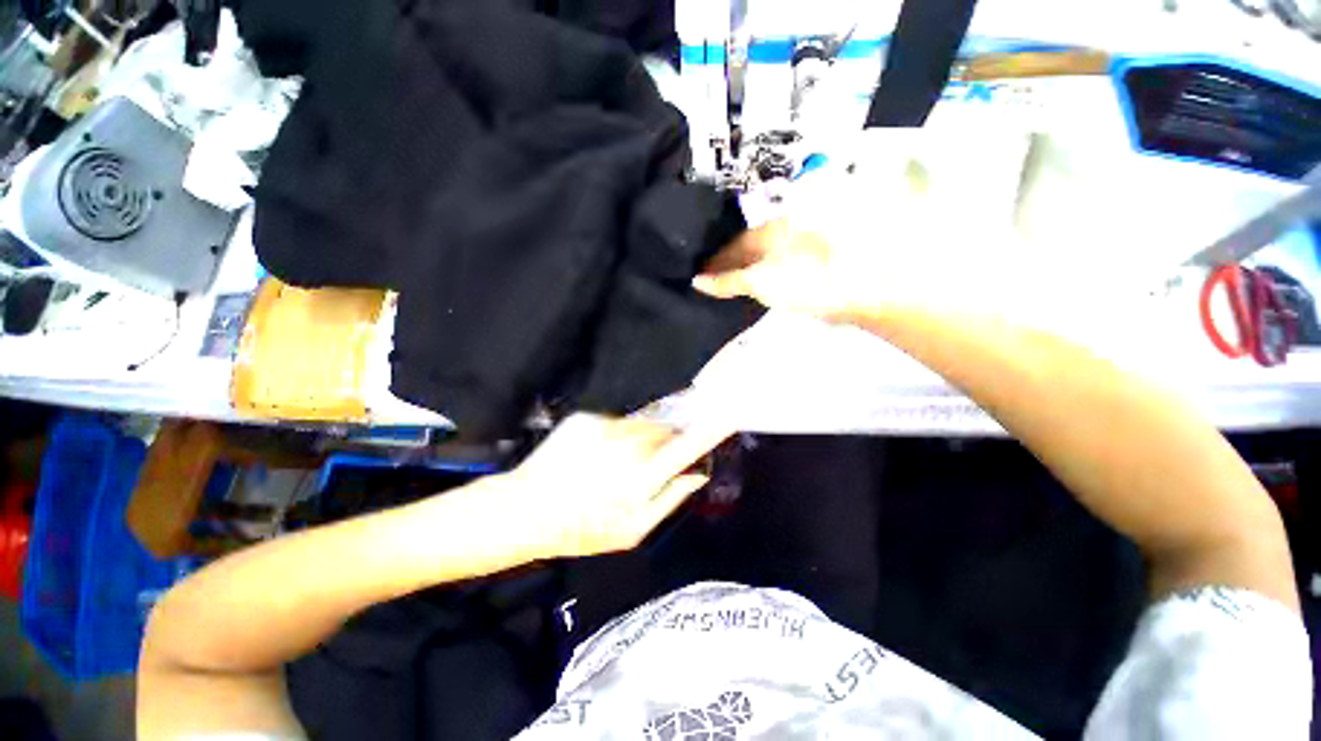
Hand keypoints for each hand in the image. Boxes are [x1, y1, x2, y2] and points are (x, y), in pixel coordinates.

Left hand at [496, 414, 732, 559]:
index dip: (710, 428)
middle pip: (663, 430)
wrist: (525, 509)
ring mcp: (604, 427)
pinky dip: (613, 435)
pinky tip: (593, 456)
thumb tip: (696, 475)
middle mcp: (627, 445)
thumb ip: (669, 500)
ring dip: (639, 438)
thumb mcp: (632, 531)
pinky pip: (614, 422)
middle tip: (647, 465)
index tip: (728, 412)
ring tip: (615, 463)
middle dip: (665, 442)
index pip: (686, 445)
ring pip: (639, 424)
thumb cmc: (582, 529)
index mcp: (641, 478)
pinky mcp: (585, 418)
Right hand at [694, 219, 868, 318]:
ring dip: (744, 272)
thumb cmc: (803, 281)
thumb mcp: (759, 281)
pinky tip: (755, 289)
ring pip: (762, 258)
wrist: (856, 291)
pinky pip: (774, 268)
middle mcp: (784, 231)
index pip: (733, 243)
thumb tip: (697, 281)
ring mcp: (798, 247)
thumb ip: (727, 280)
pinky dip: (760, 278)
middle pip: (747, 249)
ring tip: (728, 287)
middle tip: (710, 282)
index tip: (699, 275)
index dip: (715, 260)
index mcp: (770, 228)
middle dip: (727, 265)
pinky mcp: (808, 264)